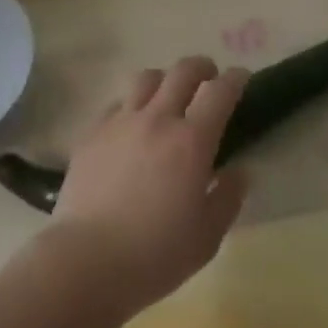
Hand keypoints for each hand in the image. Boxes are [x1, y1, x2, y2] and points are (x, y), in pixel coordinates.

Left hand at [48, 57, 249, 315]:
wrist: (86, 259)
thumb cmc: (155, 254)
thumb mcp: (207, 237)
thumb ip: (228, 198)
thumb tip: (240, 170)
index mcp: (191, 141)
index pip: (220, 92)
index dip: (235, 79)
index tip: (241, 78)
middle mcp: (157, 119)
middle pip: (182, 71)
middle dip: (202, 67)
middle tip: (209, 76)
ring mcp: (121, 121)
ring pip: (146, 78)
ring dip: (164, 79)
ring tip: (167, 94)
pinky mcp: (92, 131)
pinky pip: (116, 103)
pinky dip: (131, 104)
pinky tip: (131, 124)